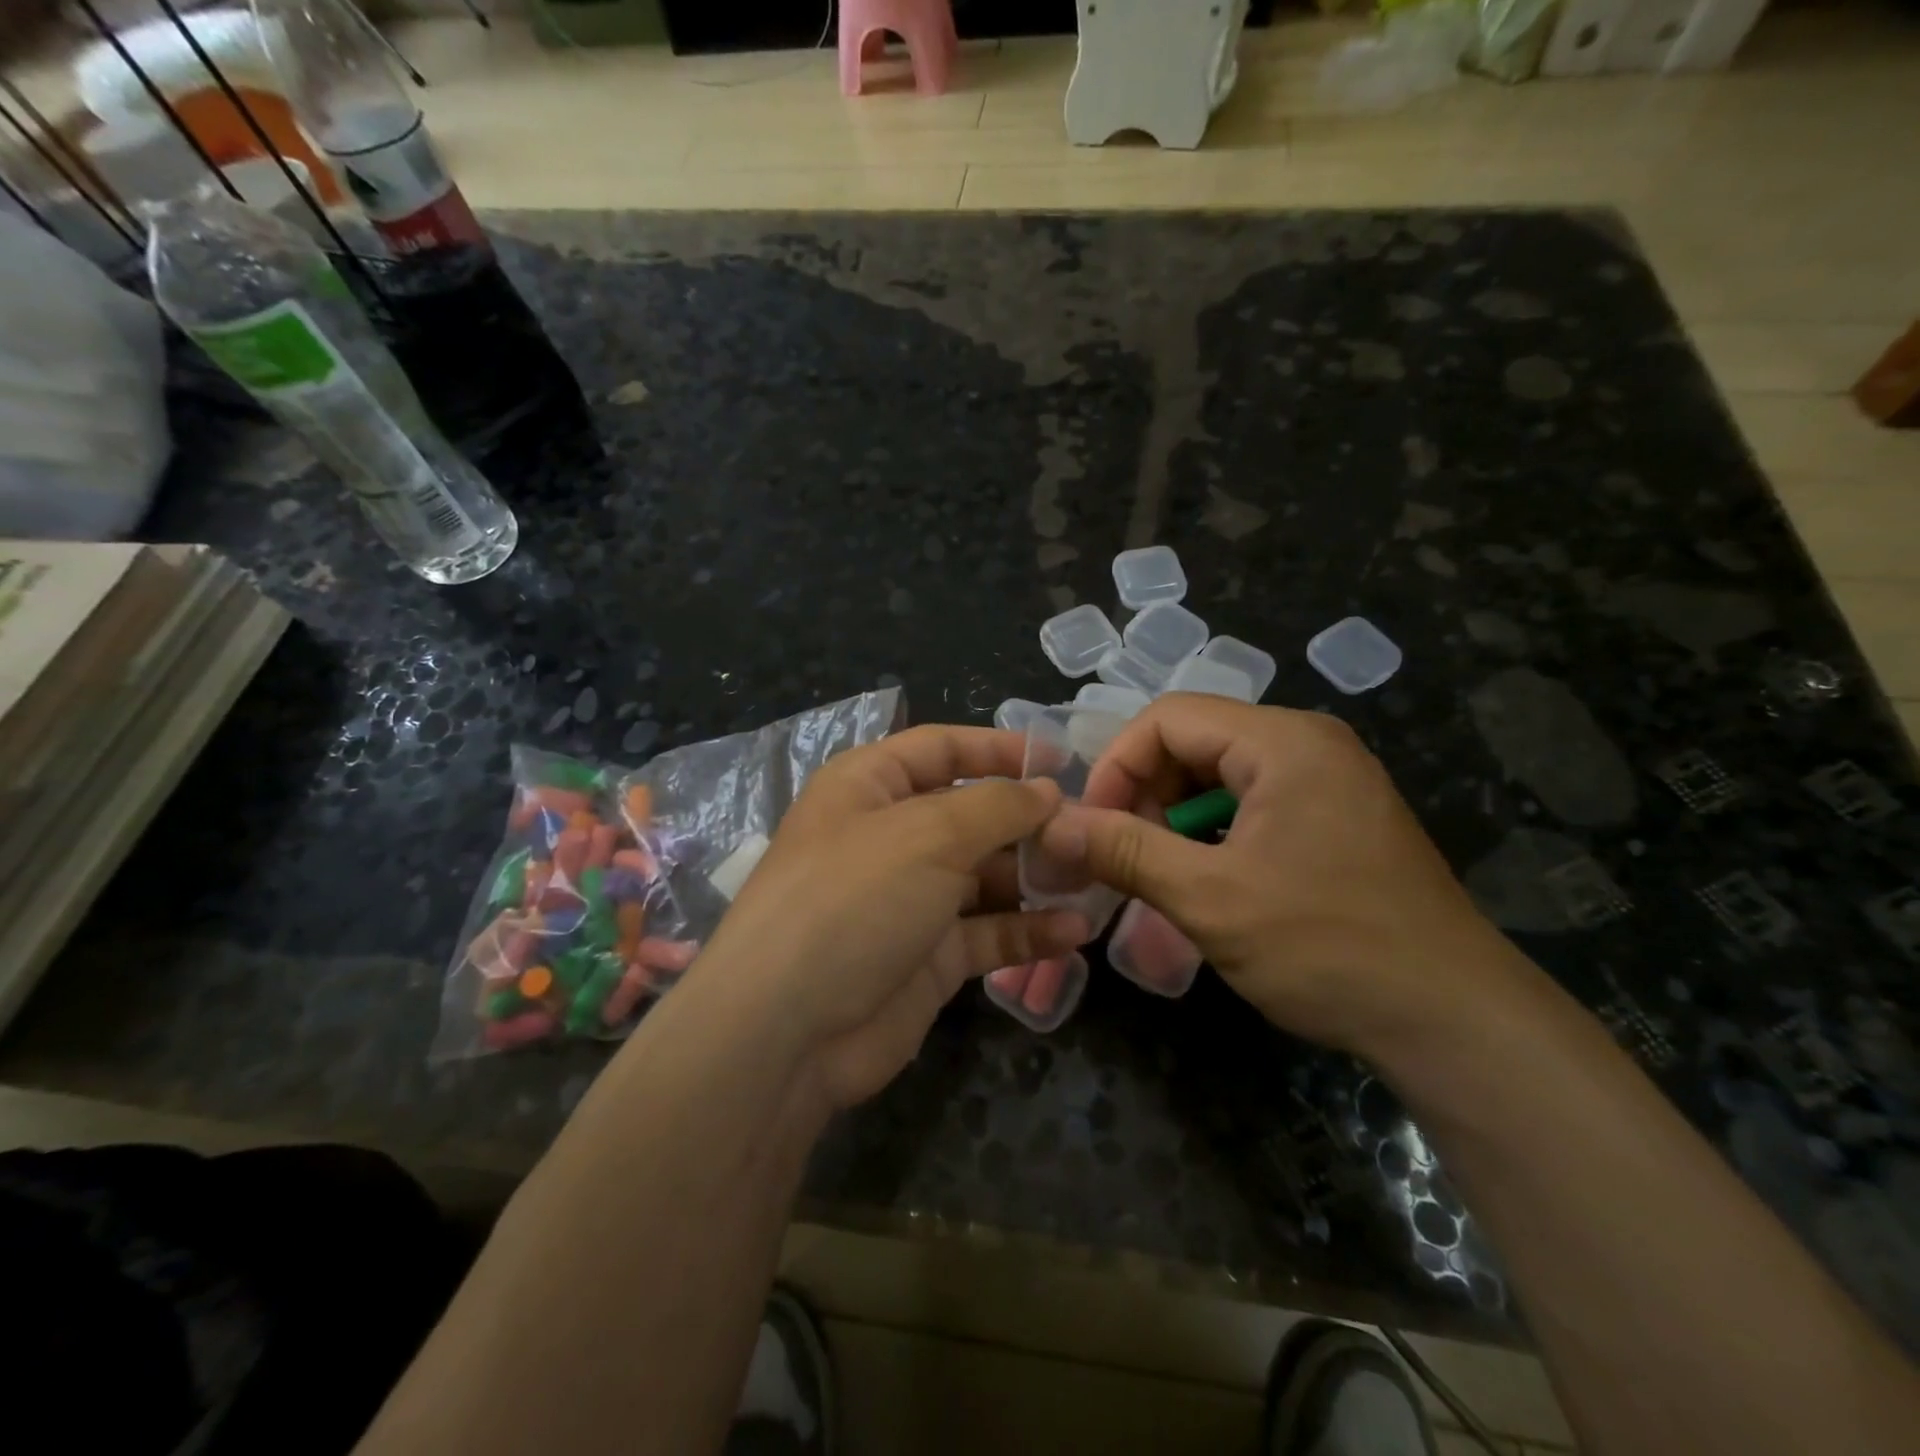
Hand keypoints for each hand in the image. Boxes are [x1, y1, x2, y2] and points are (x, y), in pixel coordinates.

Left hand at [690, 726, 1091, 1109]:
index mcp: (871, 786)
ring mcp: (910, 899)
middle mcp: (890, 836)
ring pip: (987, 876)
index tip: (1061, 759)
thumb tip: (1047, 789)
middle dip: (1030, 822)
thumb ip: (997, 805)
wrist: (788, 1030)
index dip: (999, 749)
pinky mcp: (928, 956)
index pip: (942, 748)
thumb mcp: (928, 834)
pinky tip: (1074, 932)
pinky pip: (988, 932)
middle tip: (1091, 833)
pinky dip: (1028, 931)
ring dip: (1037, 878)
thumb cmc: (854, 899)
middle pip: (973, 814)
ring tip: (1095, 881)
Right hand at [1037, 696, 1521, 1054]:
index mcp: (1283, 741)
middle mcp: (1308, 744)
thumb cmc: (1326, 947)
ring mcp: (1328, 780)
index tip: (1093, 827)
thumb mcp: (1208, 899)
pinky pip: (1251, 804)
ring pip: (1218, 776)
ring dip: (1175, 819)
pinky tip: (1207, 882)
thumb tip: (1052, 825)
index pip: (1168, 718)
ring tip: (1161, 875)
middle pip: (1193, 742)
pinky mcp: (1336, 817)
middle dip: (1145, 794)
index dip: (1116, 765)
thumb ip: (1123, 851)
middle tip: (1124, 857)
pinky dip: (1213, 834)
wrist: (1454, 1021)